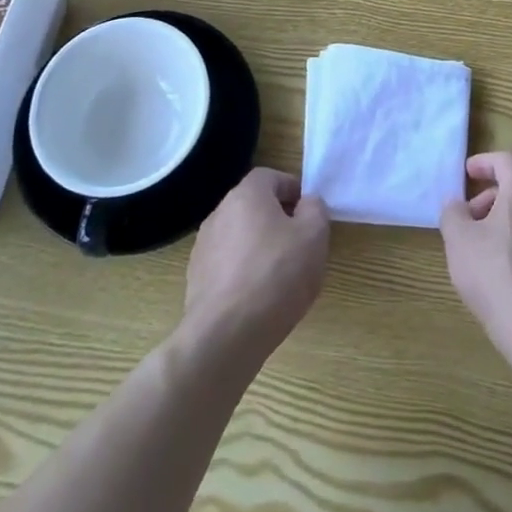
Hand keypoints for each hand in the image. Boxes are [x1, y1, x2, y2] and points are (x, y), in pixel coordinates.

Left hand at [183, 168, 329, 363]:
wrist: (225, 335)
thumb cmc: (276, 275)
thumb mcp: (314, 236)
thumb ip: (315, 209)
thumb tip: (306, 204)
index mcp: (246, 195)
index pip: (270, 177)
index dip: (292, 190)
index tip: (308, 214)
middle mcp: (219, 213)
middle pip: (253, 206)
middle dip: (277, 220)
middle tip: (298, 245)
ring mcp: (203, 247)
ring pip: (239, 236)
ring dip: (258, 247)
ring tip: (279, 276)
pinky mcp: (196, 279)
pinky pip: (226, 265)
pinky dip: (242, 272)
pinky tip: (257, 298)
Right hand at [440, 152, 511, 360]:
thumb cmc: (494, 274)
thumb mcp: (458, 240)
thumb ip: (453, 212)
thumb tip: (456, 204)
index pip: (506, 161)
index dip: (484, 163)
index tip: (467, 173)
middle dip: (493, 196)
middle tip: (471, 216)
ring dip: (509, 219)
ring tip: (487, 245)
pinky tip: (509, 268)